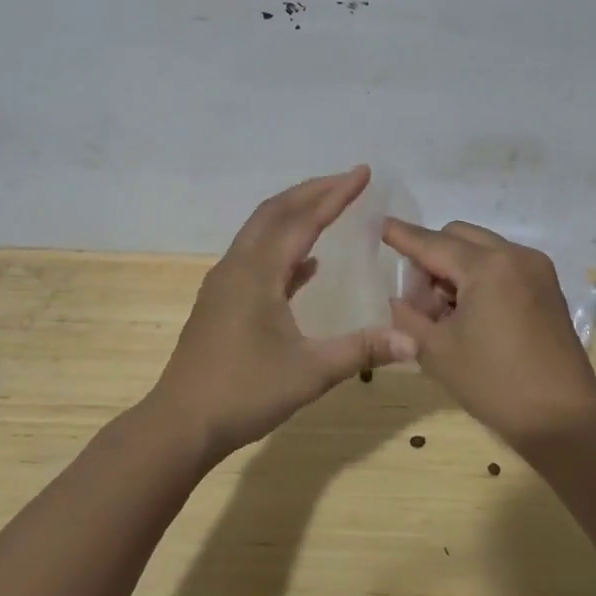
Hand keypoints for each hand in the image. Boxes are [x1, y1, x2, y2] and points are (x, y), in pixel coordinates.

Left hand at [150, 167, 417, 460]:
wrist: (181, 423)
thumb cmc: (244, 393)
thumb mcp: (310, 372)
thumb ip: (362, 350)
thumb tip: (413, 342)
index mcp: (257, 272)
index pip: (302, 220)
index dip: (335, 194)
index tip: (362, 173)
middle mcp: (238, 267)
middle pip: (275, 212)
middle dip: (312, 191)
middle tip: (348, 181)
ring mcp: (225, 283)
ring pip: (261, 232)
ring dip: (295, 214)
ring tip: (330, 208)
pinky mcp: (222, 302)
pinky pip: (256, 259)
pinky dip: (283, 249)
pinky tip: (308, 265)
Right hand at [384, 218, 595, 444]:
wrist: (563, 418)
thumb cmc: (495, 383)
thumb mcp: (437, 351)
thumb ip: (408, 317)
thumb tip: (398, 298)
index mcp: (487, 267)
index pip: (433, 243)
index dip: (403, 236)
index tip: (380, 225)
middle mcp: (515, 255)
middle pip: (459, 237)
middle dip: (431, 255)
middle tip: (417, 296)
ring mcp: (536, 269)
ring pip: (482, 249)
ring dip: (456, 266)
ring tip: (444, 311)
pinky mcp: (547, 287)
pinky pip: (503, 265)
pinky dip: (480, 276)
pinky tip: (471, 313)